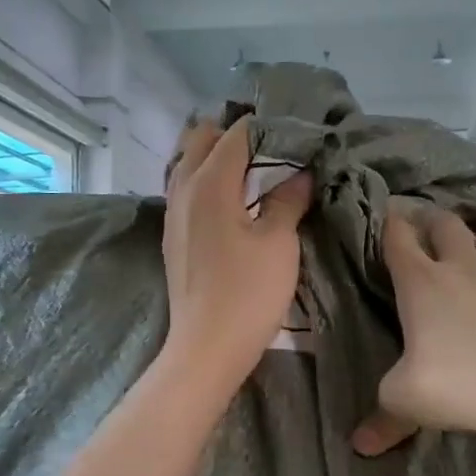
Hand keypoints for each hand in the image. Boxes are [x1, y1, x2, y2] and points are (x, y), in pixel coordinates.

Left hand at [160, 118, 312, 397]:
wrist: (207, 347)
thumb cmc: (248, 293)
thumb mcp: (279, 243)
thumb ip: (288, 200)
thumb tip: (301, 173)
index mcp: (210, 182)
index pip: (237, 133)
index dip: (267, 127)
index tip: (296, 133)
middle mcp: (183, 188)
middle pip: (202, 139)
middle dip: (235, 134)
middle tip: (273, 147)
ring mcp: (173, 213)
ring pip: (188, 164)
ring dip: (217, 157)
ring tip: (254, 169)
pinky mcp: (174, 236)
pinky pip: (186, 189)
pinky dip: (208, 181)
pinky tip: (233, 200)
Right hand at [352, 203, 475, 454]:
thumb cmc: (457, 388)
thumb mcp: (404, 402)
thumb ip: (381, 418)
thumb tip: (358, 445)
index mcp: (422, 285)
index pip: (398, 239)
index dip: (391, 224)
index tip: (389, 218)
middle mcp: (463, 270)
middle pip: (448, 225)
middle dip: (436, 223)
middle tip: (430, 231)